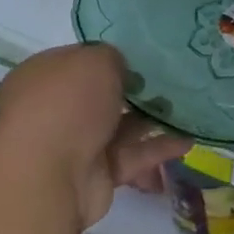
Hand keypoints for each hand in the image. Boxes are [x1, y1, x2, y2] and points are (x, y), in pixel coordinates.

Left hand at [0, 44, 191, 231]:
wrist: (48, 177)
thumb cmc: (65, 105)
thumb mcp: (94, 61)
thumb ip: (113, 58)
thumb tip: (121, 70)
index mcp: (44, 76)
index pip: (80, 61)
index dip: (112, 58)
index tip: (145, 57)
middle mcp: (56, 109)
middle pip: (102, 95)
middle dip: (136, 90)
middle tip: (174, 81)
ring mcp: (76, 143)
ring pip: (121, 126)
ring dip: (153, 119)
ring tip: (190, 108)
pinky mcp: (97, 174)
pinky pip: (132, 155)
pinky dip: (158, 148)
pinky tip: (188, 140)